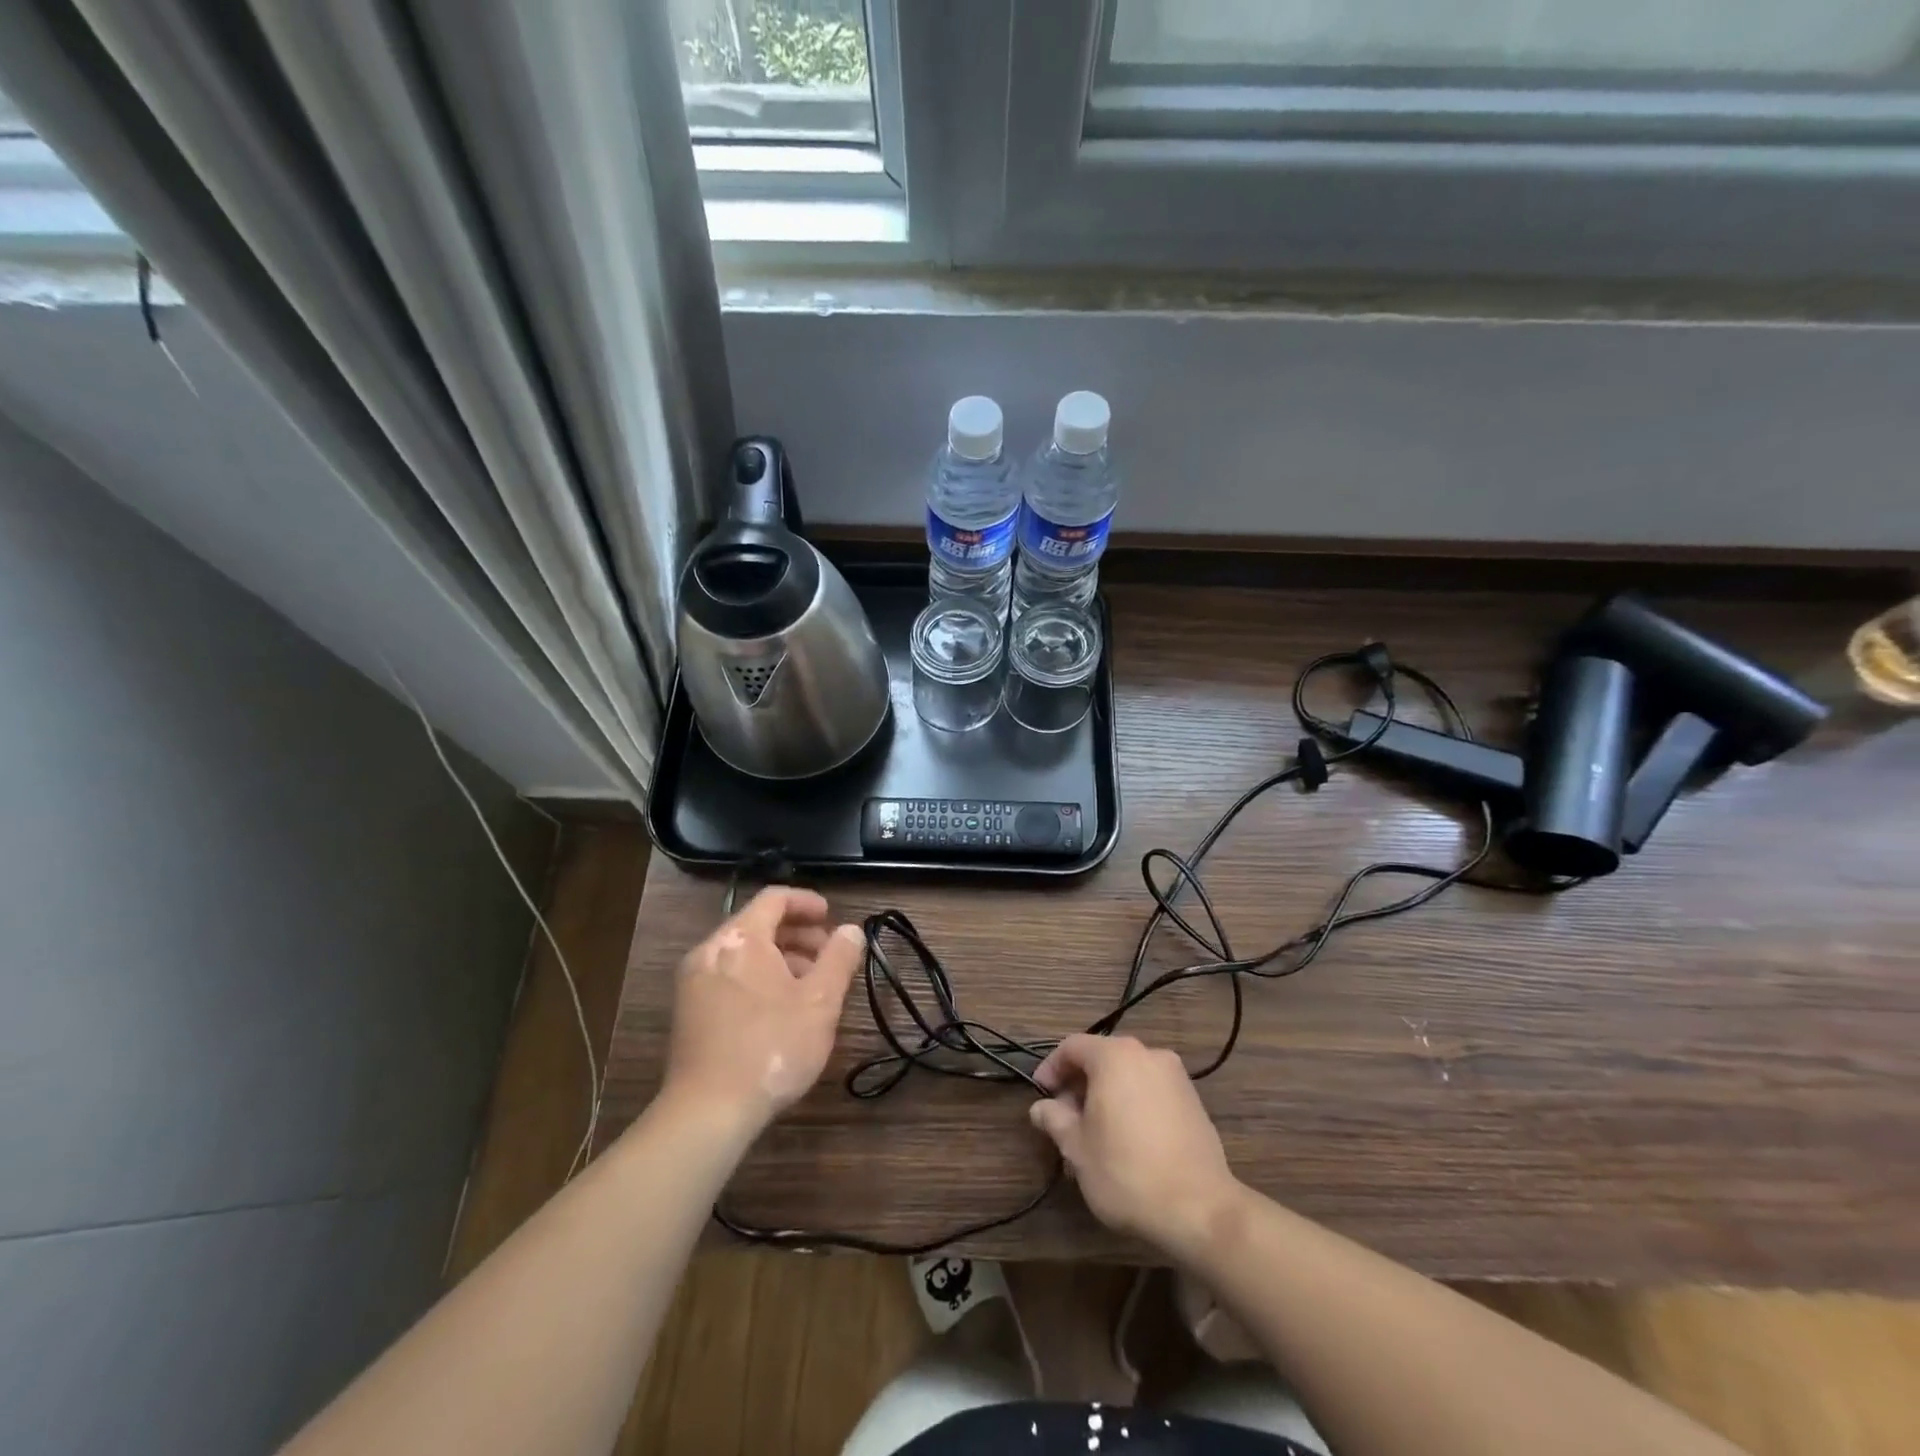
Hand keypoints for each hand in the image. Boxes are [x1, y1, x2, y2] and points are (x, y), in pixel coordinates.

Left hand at [664, 887, 864, 1133]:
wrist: (707, 1112)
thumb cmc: (771, 1046)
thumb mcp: (820, 1001)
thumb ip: (839, 958)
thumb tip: (852, 930)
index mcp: (741, 938)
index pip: (774, 898)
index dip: (806, 902)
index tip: (831, 916)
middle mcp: (710, 950)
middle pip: (758, 925)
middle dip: (797, 935)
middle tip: (828, 955)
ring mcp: (693, 982)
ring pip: (744, 954)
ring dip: (780, 959)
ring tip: (810, 987)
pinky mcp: (688, 1013)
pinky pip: (729, 977)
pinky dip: (758, 979)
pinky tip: (780, 1010)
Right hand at [1029, 1034, 1238, 1255]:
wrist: (1200, 1208)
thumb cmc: (1127, 1172)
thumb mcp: (1077, 1149)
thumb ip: (1055, 1120)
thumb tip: (1041, 1108)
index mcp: (1115, 1056)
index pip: (1072, 1047)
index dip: (1051, 1068)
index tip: (1041, 1095)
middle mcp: (1147, 1054)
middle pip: (1102, 1058)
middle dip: (1079, 1086)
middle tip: (1065, 1120)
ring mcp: (1175, 1076)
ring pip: (1128, 1076)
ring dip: (1106, 1097)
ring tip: (1094, 1136)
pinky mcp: (1193, 1101)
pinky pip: (1151, 1091)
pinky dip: (1132, 1105)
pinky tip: (1127, 1141)